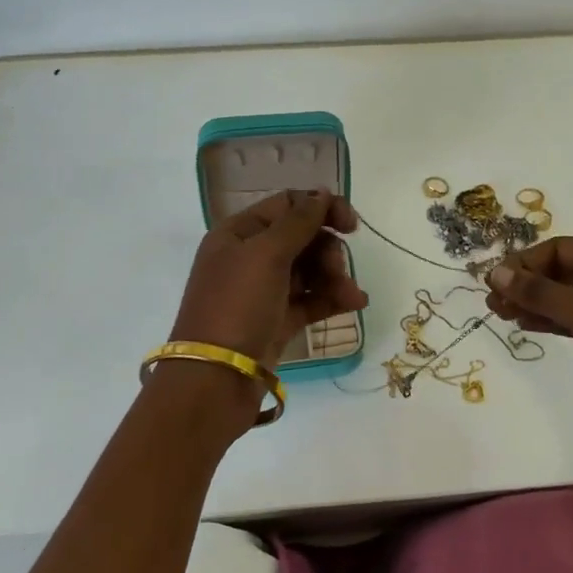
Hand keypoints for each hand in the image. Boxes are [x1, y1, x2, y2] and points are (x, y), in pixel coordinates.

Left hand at [169, 190, 369, 369]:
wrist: (216, 378)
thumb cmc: (237, 305)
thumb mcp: (266, 255)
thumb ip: (299, 222)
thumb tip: (322, 194)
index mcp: (238, 233)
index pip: (286, 205)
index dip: (320, 208)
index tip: (351, 225)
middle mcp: (249, 257)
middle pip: (301, 238)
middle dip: (327, 250)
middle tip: (337, 269)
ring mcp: (263, 291)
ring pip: (309, 270)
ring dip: (334, 277)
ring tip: (350, 295)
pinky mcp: (277, 320)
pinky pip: (310, 300)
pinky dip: (331, 299)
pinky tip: (355, 303)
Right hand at [485, 237, 572, 448]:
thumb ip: (537, 291)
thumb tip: (494, 272)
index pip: (561, 249)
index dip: (525, 262)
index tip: (494, 280)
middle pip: (561, 271)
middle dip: (526, 284)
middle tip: (491, 300)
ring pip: (565, 296)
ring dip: (532, 303)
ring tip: (498, 312)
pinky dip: (549, 319)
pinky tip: (523, 324)